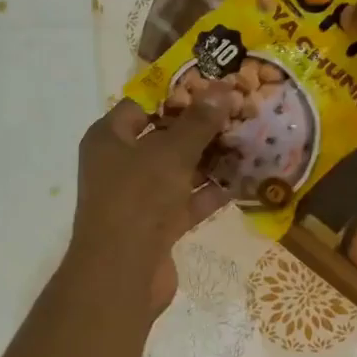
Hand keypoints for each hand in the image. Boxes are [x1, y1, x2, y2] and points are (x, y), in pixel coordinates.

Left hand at [68, 90, 235, 311]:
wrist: (122, 272)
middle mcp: (119, 164)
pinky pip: (186, 202)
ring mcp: (138, 197)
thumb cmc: (138, 198)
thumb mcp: (171, 153)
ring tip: (248, 141)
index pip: (142, 103)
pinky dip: (209, 193)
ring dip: (209, 160)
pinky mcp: (156, 226)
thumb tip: (222, 88)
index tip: (214, 85)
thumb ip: (198, 122)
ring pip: (177, 170)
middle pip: (163, 137)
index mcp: (109, 138)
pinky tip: (242, 181)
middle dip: (200, 127)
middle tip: (239, 111)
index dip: (177, 92)